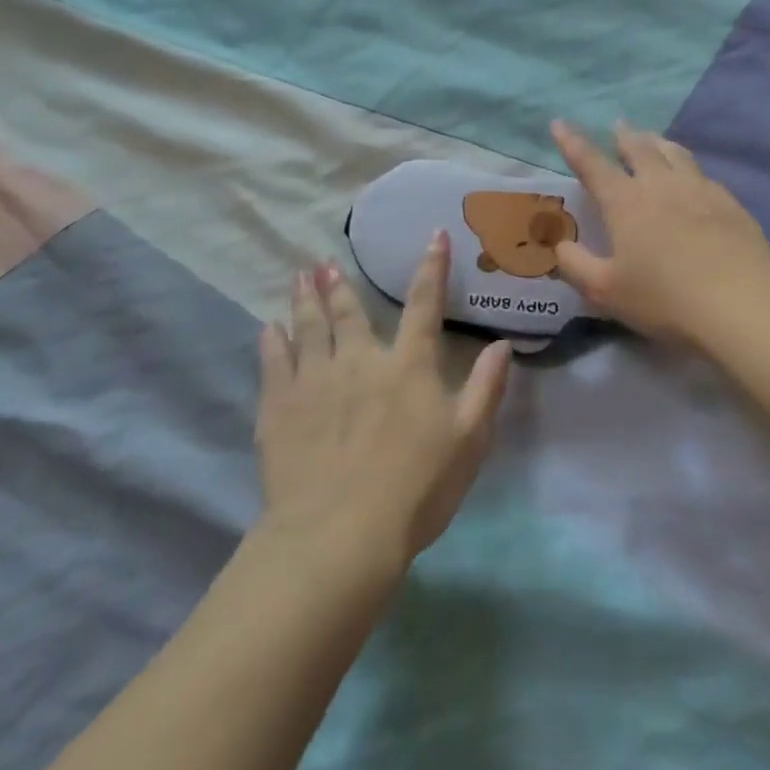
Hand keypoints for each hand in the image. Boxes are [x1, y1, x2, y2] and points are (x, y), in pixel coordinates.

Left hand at [256, 236, 512, 570]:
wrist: (340, 533)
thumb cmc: (416, 488)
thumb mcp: (469, 440)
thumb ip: (486, 388)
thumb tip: (502, 344)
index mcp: (408, 366)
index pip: (423, 305)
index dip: (432, 267)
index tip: (433, 235)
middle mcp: (360, 361)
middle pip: (349, 313)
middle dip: (339, 285)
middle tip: (323, 263)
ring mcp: (314, 382)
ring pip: (309, 330)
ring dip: (305, 301)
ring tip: (298, 277)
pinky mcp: (279, 408)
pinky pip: (273, 364)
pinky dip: (271, 343)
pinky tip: (267, 328)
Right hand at [551, 120, 769, 348]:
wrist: (739, 303)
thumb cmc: (664, 299)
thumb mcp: (606, 291)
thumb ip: (576, 266)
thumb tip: (560, 245)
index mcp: (625, 202)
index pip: (591, 163)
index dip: (572, 142)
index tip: (559, 123)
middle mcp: (661, 185)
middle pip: (639, 148)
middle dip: (623, 135)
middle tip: (617, 127)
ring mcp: (700, 190)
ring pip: (675, 153)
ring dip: (658, 142)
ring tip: (653, 140)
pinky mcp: (730, 203)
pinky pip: (702, 174)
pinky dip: (688, 168)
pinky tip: (693, 180)